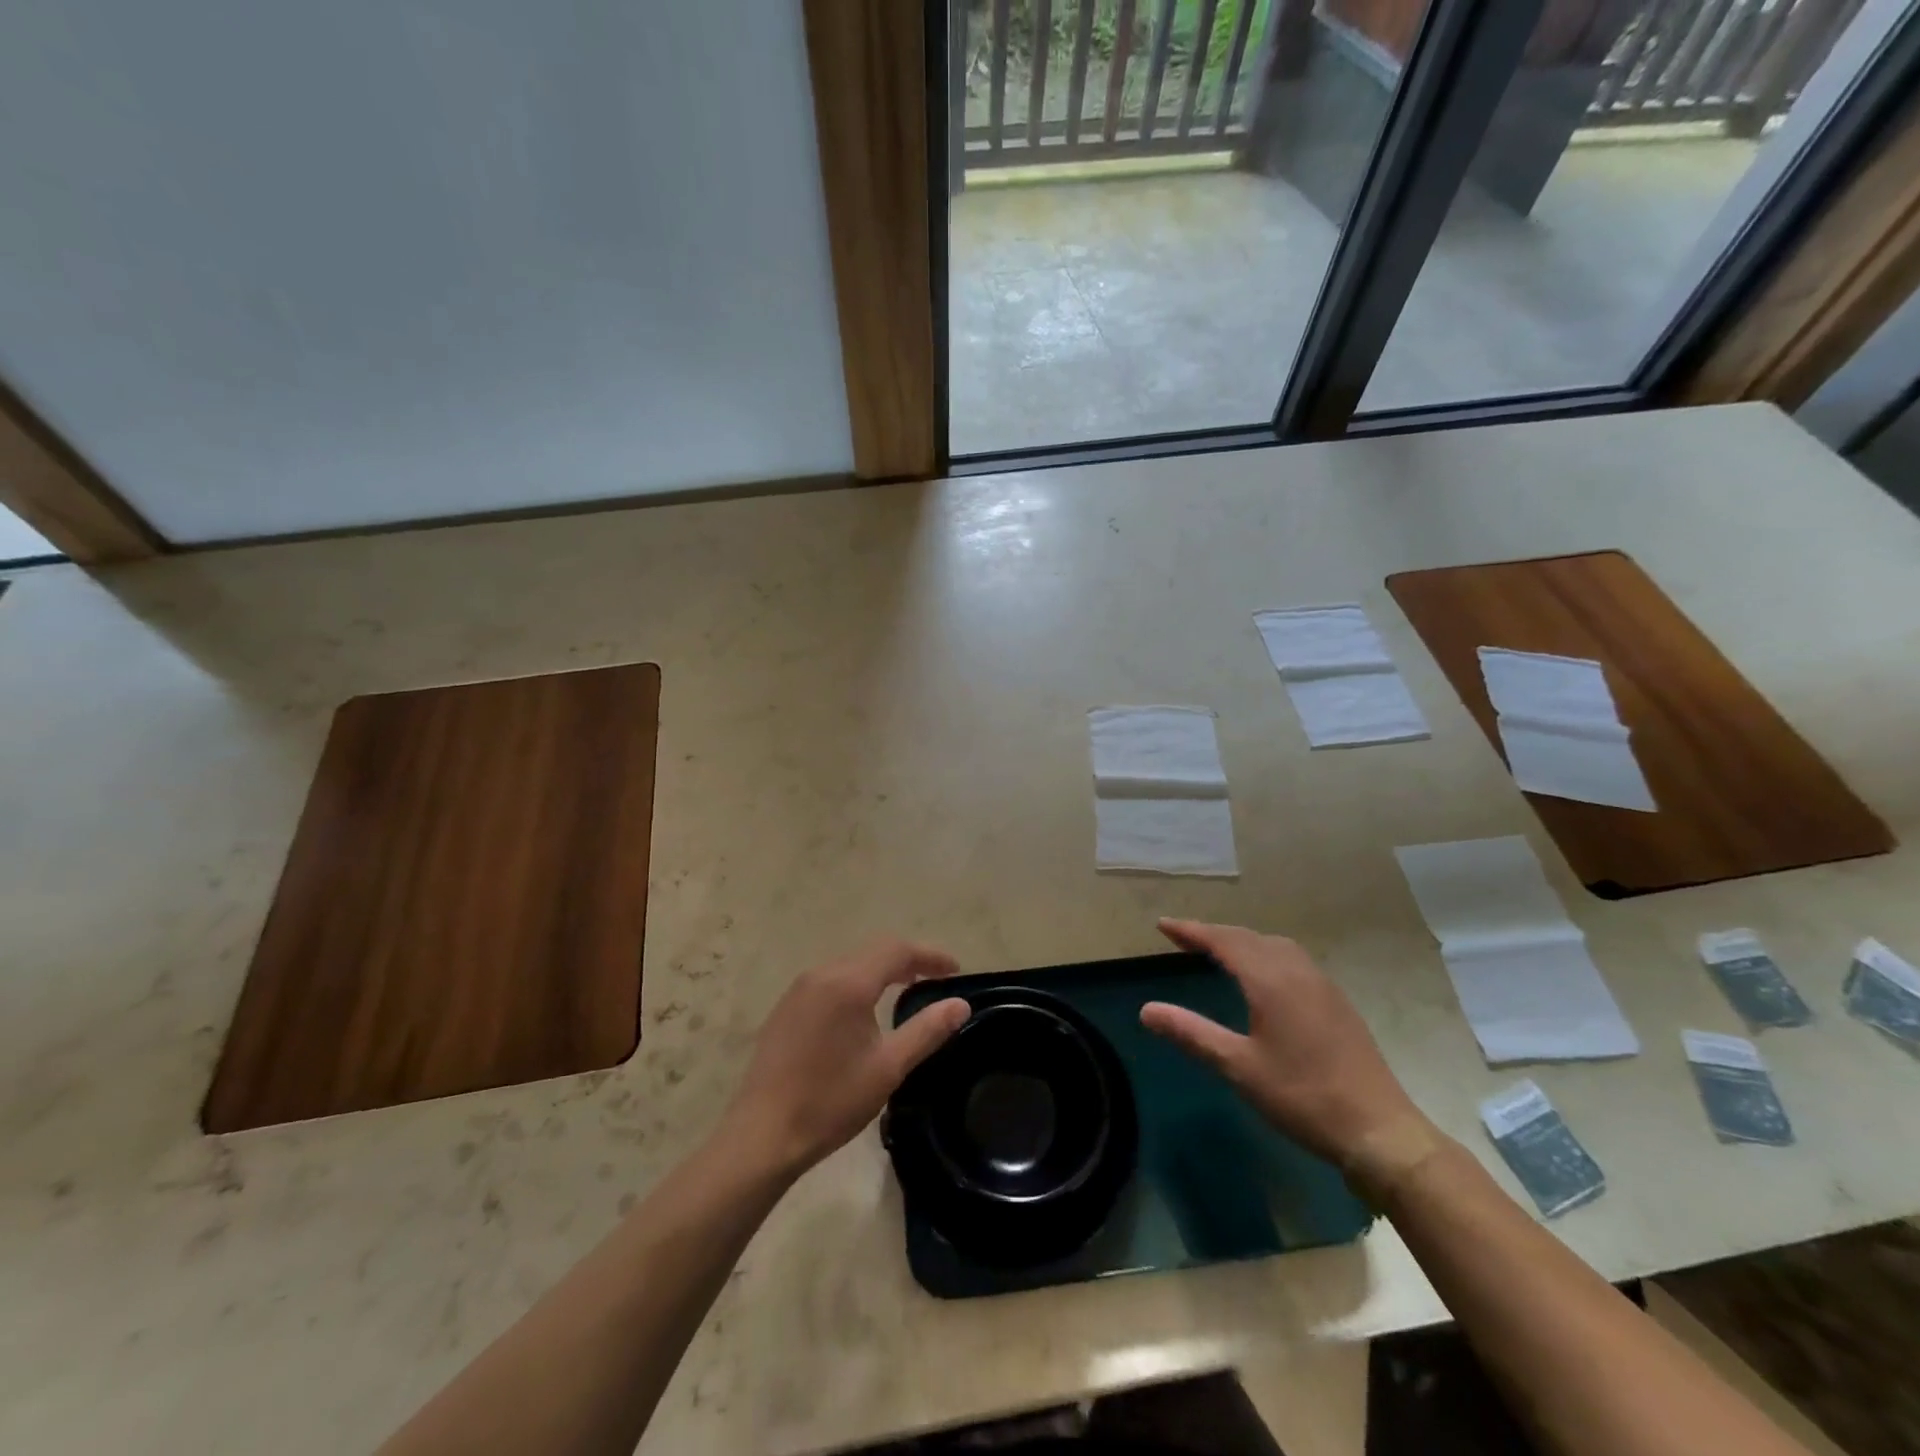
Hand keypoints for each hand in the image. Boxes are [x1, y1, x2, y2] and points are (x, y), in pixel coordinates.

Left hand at [720, 939, 969, 1179]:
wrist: (762, 1135)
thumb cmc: (830, 1101)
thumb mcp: (888, 1068)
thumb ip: (927, 1031)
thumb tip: (960, 1005)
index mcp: (848, 983)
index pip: (897, 950)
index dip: (930, 955)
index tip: (956, 971)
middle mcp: (822, 974)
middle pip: (874, 950)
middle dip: (908, 959)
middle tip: (936, 978)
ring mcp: (799, 989)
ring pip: (851, 963)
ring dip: (882, 969)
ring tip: (906, 989)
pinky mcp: (787, 1007)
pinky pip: (831, 979)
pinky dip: (858, 981)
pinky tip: (864, 1008)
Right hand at [1140, 919, 1429, 1169]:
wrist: (1380, 1131)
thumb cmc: (1303, 1097)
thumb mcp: (1239, 1067)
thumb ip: (1192, 1033)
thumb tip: (1146, 1010)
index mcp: (1271, 981)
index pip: (1223, 941)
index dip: (1191, 931)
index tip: (1162, 925)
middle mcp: (1297, 972)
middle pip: (1248, 937)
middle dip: (1213, 933)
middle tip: (1182, 938)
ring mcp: (1322, 985)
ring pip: (1274, 946)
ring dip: (1242, 941)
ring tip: (1218, 952)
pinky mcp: (1337, 1002)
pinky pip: (1292, 960)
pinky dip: (1265, 954)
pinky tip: (1262, 977)